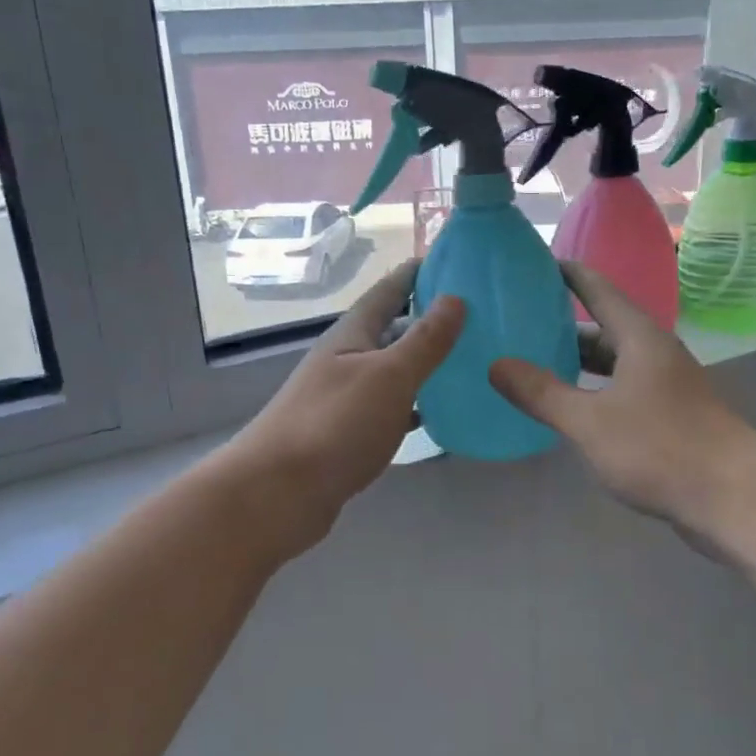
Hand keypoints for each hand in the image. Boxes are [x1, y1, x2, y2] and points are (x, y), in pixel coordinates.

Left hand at [228, 259, 463, 533]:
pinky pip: (390, 407)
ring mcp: (344, 397)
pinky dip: (415, 404)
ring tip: (470, 359)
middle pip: (392, 329)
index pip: (388, 290)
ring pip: (393, 370)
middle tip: (478, 314)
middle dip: (429, 318)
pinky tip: (440, 412)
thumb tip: (455, 297)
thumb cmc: (334, 425)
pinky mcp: (347, 434)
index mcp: (352, 335)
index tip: (455, 261)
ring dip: (425, 363)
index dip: (418, 273)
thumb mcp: (388, 376)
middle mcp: (346, 359)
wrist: (276, 495)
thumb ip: (424, 340)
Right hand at [488, 262, 755, 534]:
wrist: (735, 498)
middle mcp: (655, 353)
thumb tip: (496, 365)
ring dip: (579, 362)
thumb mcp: (590, 421)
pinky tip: (572, 409)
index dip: (566, 273)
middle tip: (519, 323)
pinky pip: (623, 390)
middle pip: (604, 326)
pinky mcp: (671, 415)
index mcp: (639, 338)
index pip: (598, 289)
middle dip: (563, 325)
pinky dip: (595, 390)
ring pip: (614, 362)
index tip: (532, 264)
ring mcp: (666, 385)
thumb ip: (542, 393)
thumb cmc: (660, 448)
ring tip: (535, 365)